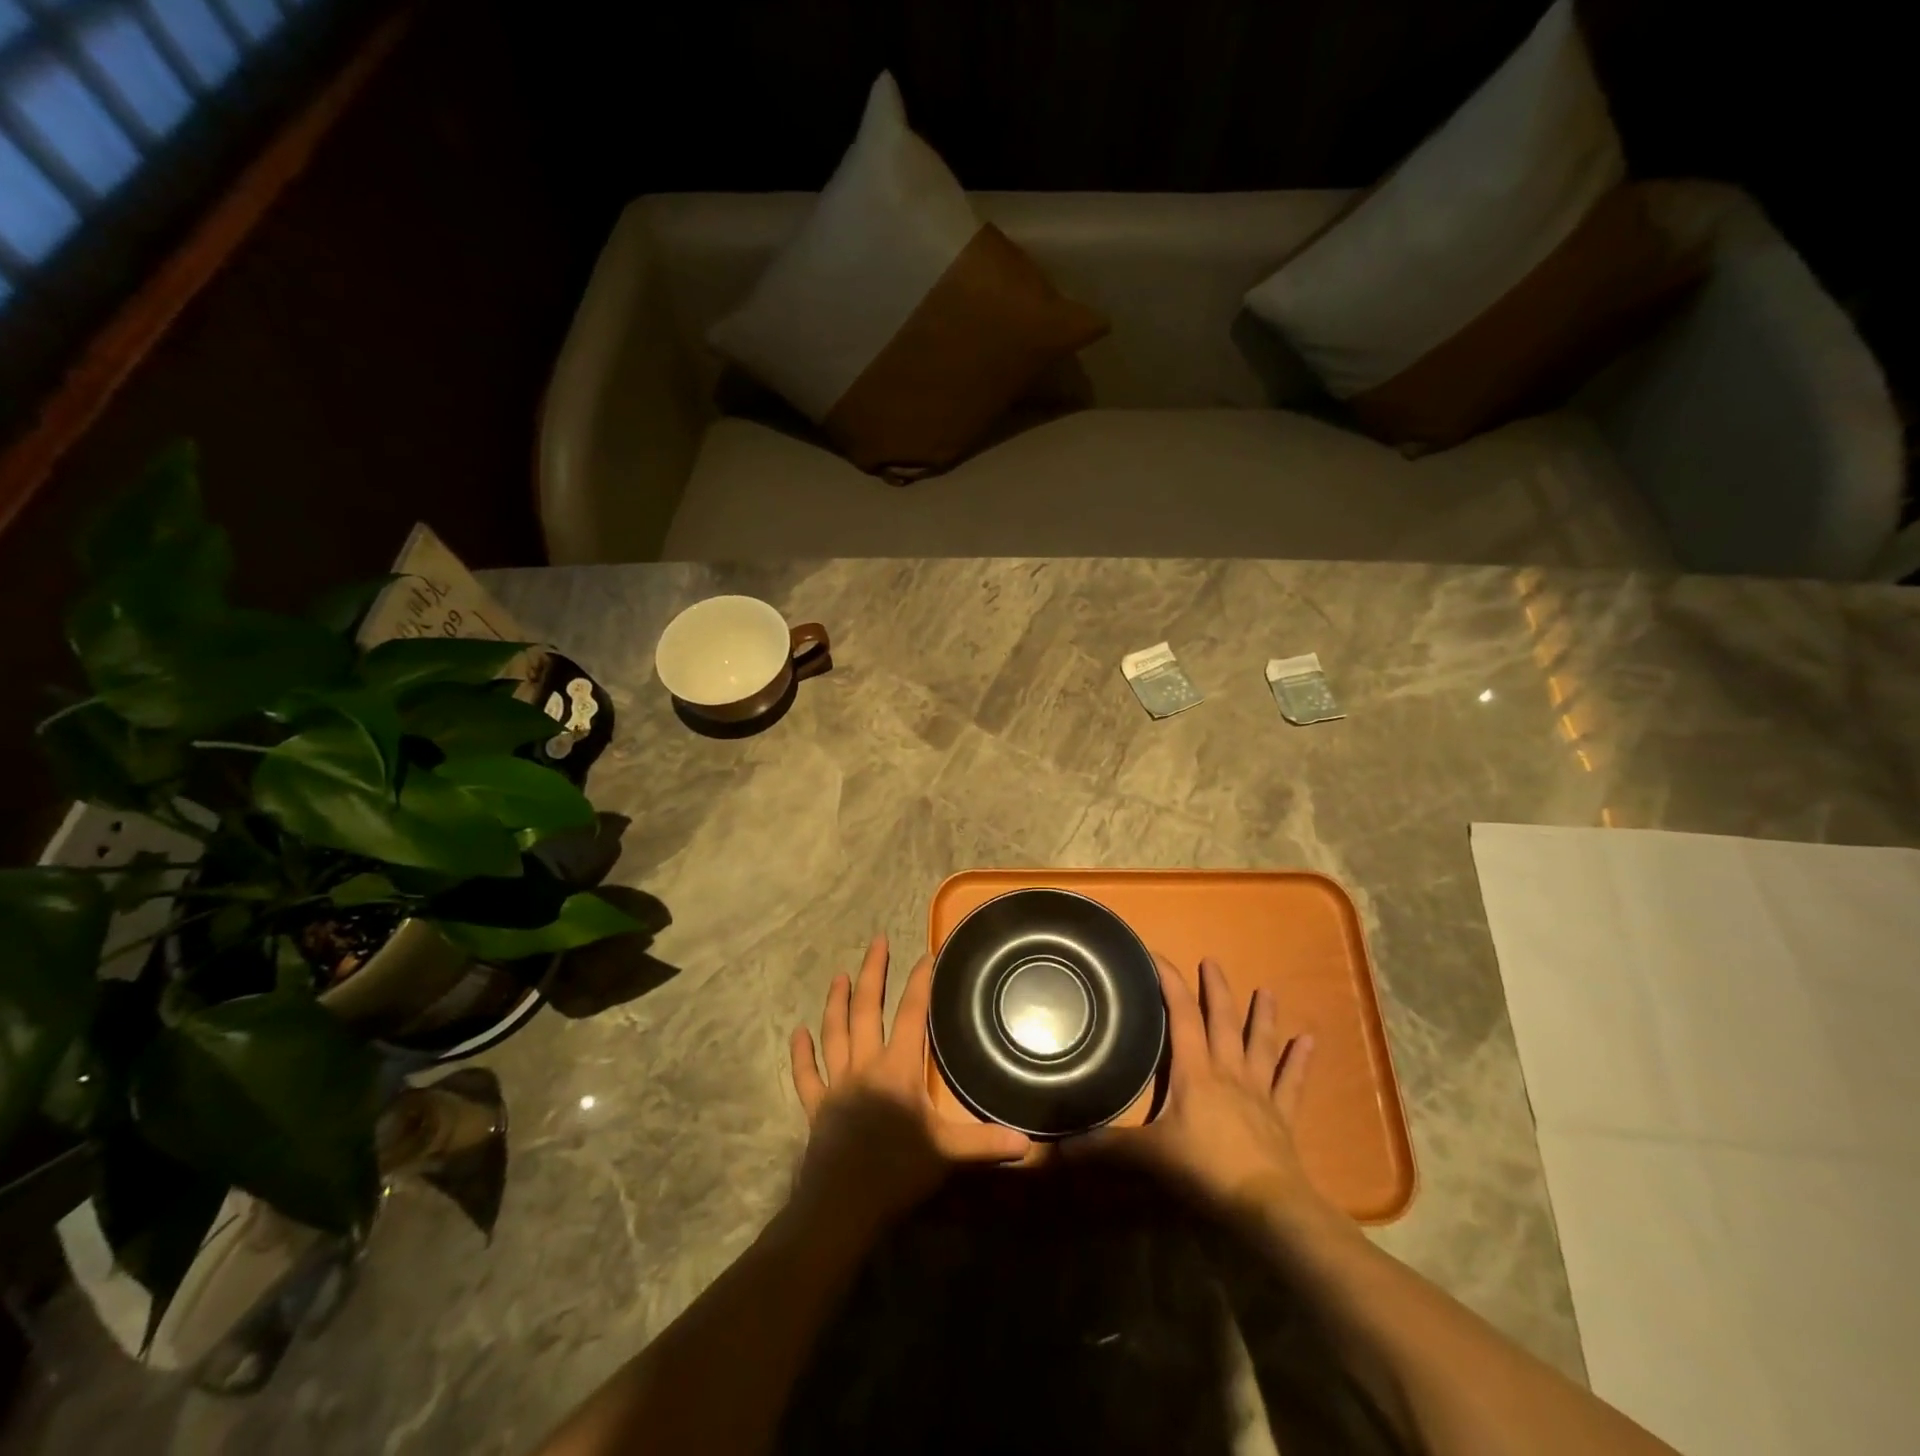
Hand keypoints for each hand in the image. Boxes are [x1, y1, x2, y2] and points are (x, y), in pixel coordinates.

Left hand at [790, 936, 1029, 1227]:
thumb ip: (984, 1142)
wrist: (842, 1206)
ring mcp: (837, 1084)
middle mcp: (865, 1065)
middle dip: (873, 972)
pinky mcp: (817, 1106)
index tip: (926, 955)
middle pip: (867, 1010)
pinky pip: (807, 1075)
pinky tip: (797, 1033)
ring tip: (839, 975)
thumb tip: (1028, 1142)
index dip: (919, 983)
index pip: (911, 1014)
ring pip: (834, 1033)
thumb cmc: (898, 1172)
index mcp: (898, 1069)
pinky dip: (801, 1054)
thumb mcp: (947, 1154)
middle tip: (876, 941)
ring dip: (836, 1002)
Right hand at [1074, 955, 1331, 1231]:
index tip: (1157, 955)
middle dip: (1215, 989)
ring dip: (1262, 1017)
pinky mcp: (1282, 1116)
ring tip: (1267, 990)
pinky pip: (1291, 1083)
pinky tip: (1310, 1040)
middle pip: (1222, 1020)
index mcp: (1194, 1071)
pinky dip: (1299, 1061)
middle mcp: (1228, 1070)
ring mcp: (1259, 1091)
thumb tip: (1057, 1146)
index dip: (1169, 981)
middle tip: (1212, 961)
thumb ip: (1105, 1147)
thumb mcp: (1148, 1156)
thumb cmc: (1204, 1169)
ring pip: (1259, 1044)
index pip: (1181, 1015)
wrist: (1266, 1205)